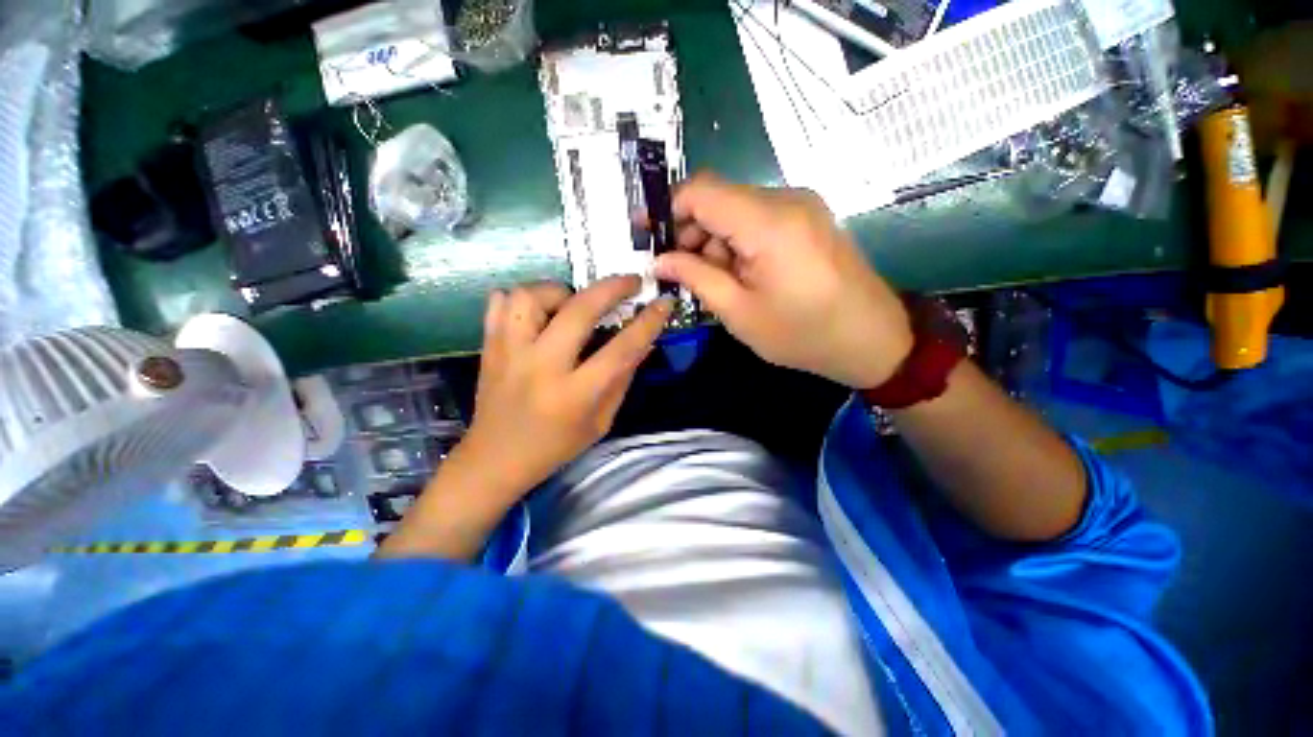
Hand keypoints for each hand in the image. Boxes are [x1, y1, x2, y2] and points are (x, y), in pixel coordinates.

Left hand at [376, 277, 670, 560]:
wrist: (494, 460)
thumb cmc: (555, 446)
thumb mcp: (600, 422)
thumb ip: (622, 379)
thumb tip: (643, 343)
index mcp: (574, 395)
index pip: (620, 349)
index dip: (647, 323)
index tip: (662, 303)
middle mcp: (540, 368)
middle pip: (578, 310)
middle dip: (611, 288)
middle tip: (629, 282)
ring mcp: (508, 353)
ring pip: (531, 295)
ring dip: (560, 292)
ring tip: (572, 304)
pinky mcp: (488, 347)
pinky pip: (499, 303)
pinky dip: (522, 299)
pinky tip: (538, 313)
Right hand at [653, 172, 912, 388]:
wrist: (872, 340)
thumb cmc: (803, 334)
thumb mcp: (739, 313)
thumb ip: (695, 278)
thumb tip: (659, 260)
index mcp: (768, 223)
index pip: (701, 191)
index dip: (668, 210)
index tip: (649, 239)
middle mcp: (786, 199)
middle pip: (718, 198)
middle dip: (692, 233)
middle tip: (683, 274)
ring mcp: (801, 205)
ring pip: (736, 209)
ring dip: (715, 241)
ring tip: (717, 283)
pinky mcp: (808, 217)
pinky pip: (758, 218)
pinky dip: (737, 242)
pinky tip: (741, 275)